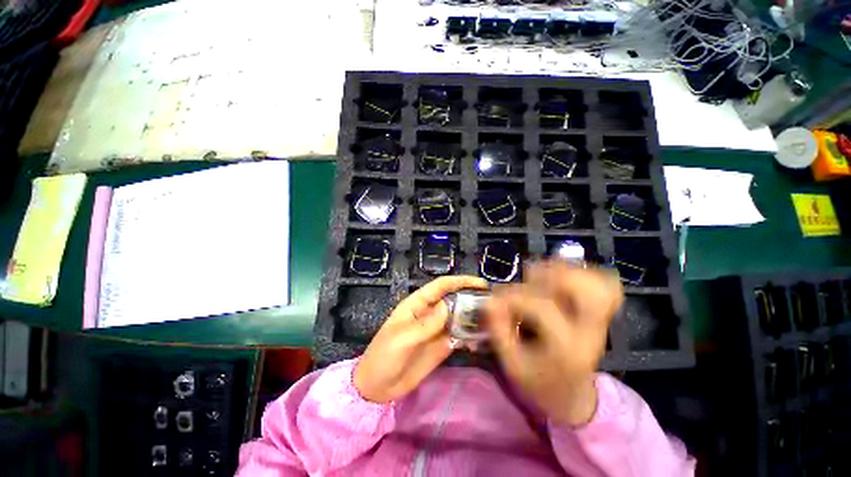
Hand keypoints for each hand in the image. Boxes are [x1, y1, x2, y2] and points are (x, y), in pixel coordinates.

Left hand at [354, 275, 488, 403]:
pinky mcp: (442, 346)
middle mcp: (430, 313)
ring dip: (474, 317)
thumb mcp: (402, 338)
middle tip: (494, 303)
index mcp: (418, 304)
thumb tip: (447, 306)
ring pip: (459, 318)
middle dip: (472, 298)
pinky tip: (482, 340)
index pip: (441, 286)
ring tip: (495, 321)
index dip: (460, 281)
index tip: (481, 283)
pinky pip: (459, 337)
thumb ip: (426, 324)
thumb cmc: (384, 356)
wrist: (378, 387)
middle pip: (454, 299)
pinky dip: (471, 336)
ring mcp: (437, 330)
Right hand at [483, 261, 622, 425]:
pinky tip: (560, 278)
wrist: (571, 396)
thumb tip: (488, 302)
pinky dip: (582, 275)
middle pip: (588, 290)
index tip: (495, 300)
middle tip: (528, 279)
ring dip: (567, 272)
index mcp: (568, 349)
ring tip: (542, 277)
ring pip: (600, 285)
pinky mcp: (600, 315)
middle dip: (553, 276)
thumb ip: (499, 331)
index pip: (544, 308)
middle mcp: (591, 332)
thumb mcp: (512, 363)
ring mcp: (600, 322)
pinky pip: (605, 286)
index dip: (514, 297)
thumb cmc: (537, 382)